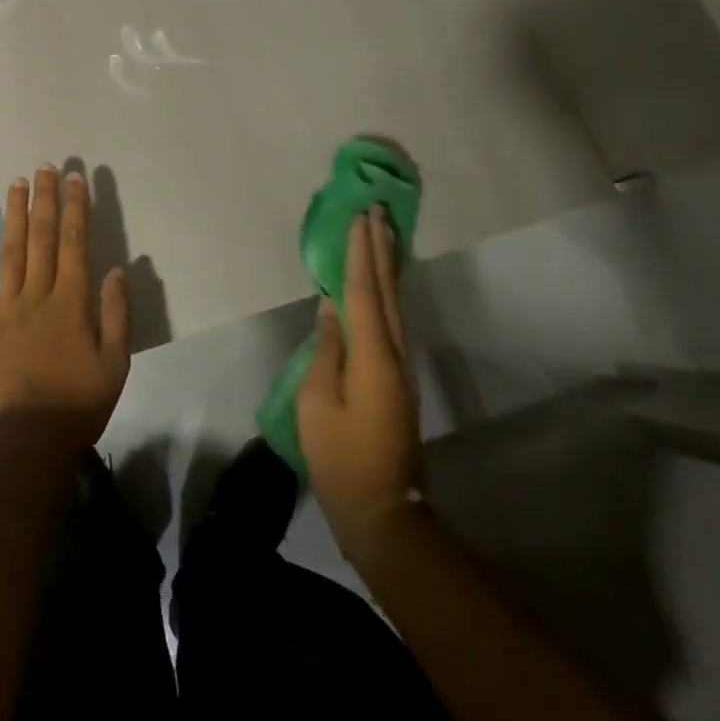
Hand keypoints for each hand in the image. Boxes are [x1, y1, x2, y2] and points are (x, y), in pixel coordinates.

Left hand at [0, 166, 130, 450]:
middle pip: (41, 237)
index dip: (75, 208)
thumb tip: (115, 269)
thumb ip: (116, 314)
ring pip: (10, 251)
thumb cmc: (76, 405)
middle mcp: (37, 295)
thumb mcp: (115, 365)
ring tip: (17, 183)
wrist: (22, 444)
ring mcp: (3, 309)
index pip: (74, 242)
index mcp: (71, 302)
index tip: (75, 178)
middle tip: (45, 167)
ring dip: (14, 214)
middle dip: (45, 199)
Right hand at [298, 206, 422, 558]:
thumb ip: (326, 350)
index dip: (360, 252)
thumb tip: (332, 309)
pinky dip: (385, 290)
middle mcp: (394, 351)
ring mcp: (401, 364)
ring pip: (395, 302)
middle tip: (376, 211)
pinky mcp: (398, 376)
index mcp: (372, 355)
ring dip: (386, 265)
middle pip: (387, 289)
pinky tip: (379, 282)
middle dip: (380, 248)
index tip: (360, 216)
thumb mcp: (318, 403)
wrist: (384, 509)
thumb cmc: (342, 458)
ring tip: (381, 233)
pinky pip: (393, 318)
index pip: (363, 291)